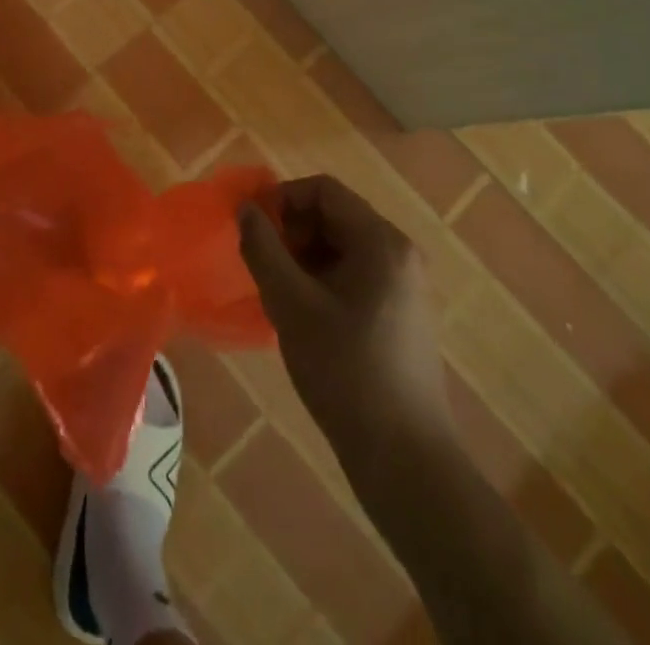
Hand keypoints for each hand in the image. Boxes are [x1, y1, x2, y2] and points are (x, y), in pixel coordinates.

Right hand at [238, 176, 451, 463]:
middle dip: (292, 231)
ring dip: (304, 257)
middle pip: (335, 215)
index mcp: (381, 241)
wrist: (405, 459)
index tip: (253, 229)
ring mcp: (405, 284)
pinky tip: (305, 316)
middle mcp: (400, 253)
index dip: (282, 199)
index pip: (323, 190)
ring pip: (342, 246)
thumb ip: (262, 248)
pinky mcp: (402, 313)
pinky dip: (323, 279)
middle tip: (264, 265)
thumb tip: (245, 208)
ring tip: (280, 293)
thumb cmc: (344, 371)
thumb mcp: (290, 304)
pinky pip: (355, 273)